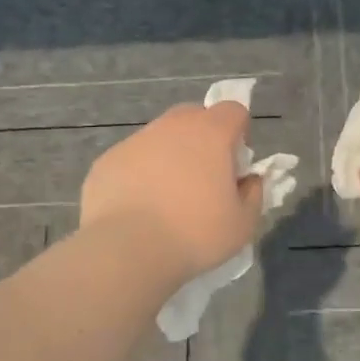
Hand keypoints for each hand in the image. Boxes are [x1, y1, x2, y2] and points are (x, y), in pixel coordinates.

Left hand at [81, 103, 264, 285]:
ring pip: (159, 137)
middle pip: (193, 116)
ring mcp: (135, 141)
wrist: (127, 250)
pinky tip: (138, 207)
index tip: (235, 163)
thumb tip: (249, 180)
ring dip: (169, 156)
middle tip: (203, 178)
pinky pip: (132, 159)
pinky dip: (139, 174)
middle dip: (202, 138)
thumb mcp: (242, 224)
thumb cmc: (194, 235)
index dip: (239, 132)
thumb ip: (253, 194)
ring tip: (166, 198)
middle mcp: (171, 127)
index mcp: (210, 134)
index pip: (233, 110)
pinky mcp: (106, 161)